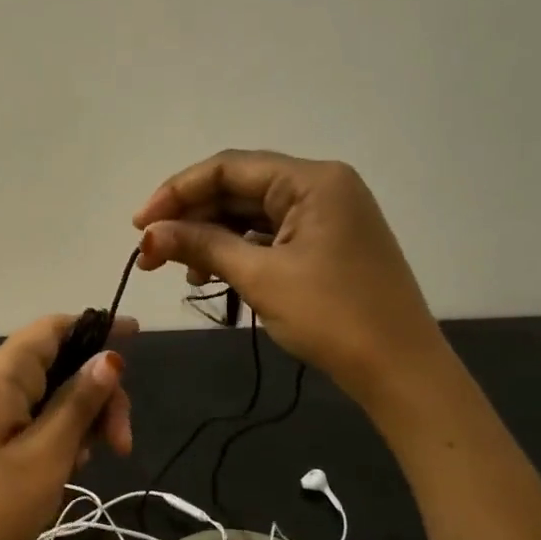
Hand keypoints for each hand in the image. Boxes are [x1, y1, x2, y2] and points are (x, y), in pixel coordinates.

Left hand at [0, 314, 135, 539]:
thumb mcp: (46, 457)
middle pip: (56, 364)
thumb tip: (109, 356)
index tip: (137, 338)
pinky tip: (65, 470)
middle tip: (121, 444)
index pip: (52, 328)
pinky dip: (56, 437)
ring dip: (79, 421)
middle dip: (96, 395)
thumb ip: (78, 403)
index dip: (96, 327)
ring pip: (47, 396)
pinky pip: (30, 421)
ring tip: (86, 465)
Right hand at [133, 148, 445, 399]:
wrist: (401, 371)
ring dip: (211, 237)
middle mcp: (321, 187)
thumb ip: (201, 246)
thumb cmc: (332, 317)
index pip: (228, 168)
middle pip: (238, 188)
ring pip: (251, 214)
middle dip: (191, 218)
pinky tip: (212, 276)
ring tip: (181, 272)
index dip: (176, 191)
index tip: (139, 225)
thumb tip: (148, 235)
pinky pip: (270, 235)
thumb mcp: (260, 277)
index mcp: (312, 180)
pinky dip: (237, 251)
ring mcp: (327, 216)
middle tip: (149, 253)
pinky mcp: (327, 244)